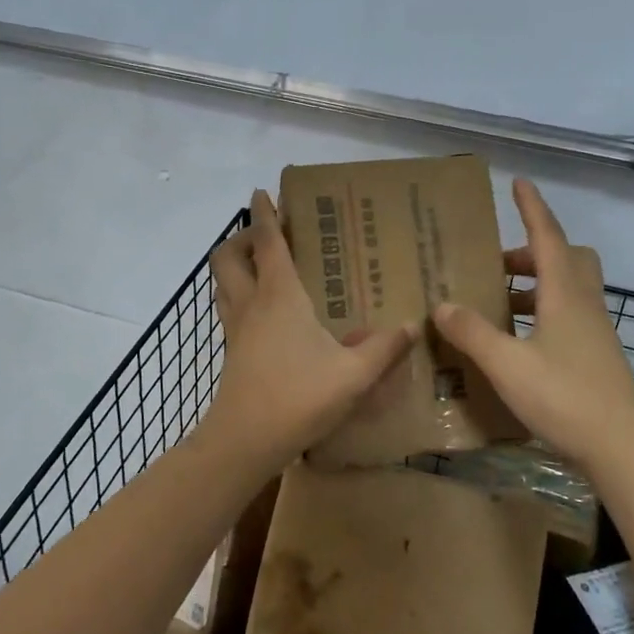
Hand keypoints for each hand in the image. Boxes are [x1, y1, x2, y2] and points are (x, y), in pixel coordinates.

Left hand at [203, 190, 418, 467]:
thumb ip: (384, 348)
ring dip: (235, 264)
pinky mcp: (232, 351)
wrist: (245, 441)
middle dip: (241, 237)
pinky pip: (229, 307)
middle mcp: (251, 303)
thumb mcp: (353, 374)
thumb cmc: (298, 397)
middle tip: (266, 235)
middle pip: (228, 256)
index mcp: (279, 295)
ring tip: (262, 266)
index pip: (267, 242)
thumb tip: (410, 325)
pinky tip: (265, 312)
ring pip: (223, 282)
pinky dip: (239, 294)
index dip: (264, 214)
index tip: (262, 192)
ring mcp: (236, 328)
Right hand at [431, 178, 633, 464]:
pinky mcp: (596, 354)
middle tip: (496, 266)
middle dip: (530, 252)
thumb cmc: (565, 397)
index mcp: (565, 295)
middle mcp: (583, 304)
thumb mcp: (508, 365)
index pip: (548, 236)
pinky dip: (541, 312)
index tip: (519, 182)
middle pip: (565, 258)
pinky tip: (517, 341)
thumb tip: (442, 305)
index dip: (532, 208)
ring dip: (534, 284)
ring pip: (567, 287)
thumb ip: (473, 333)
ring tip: (496, 304)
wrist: (621, 448)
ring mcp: (594, 330)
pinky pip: (568, 314)